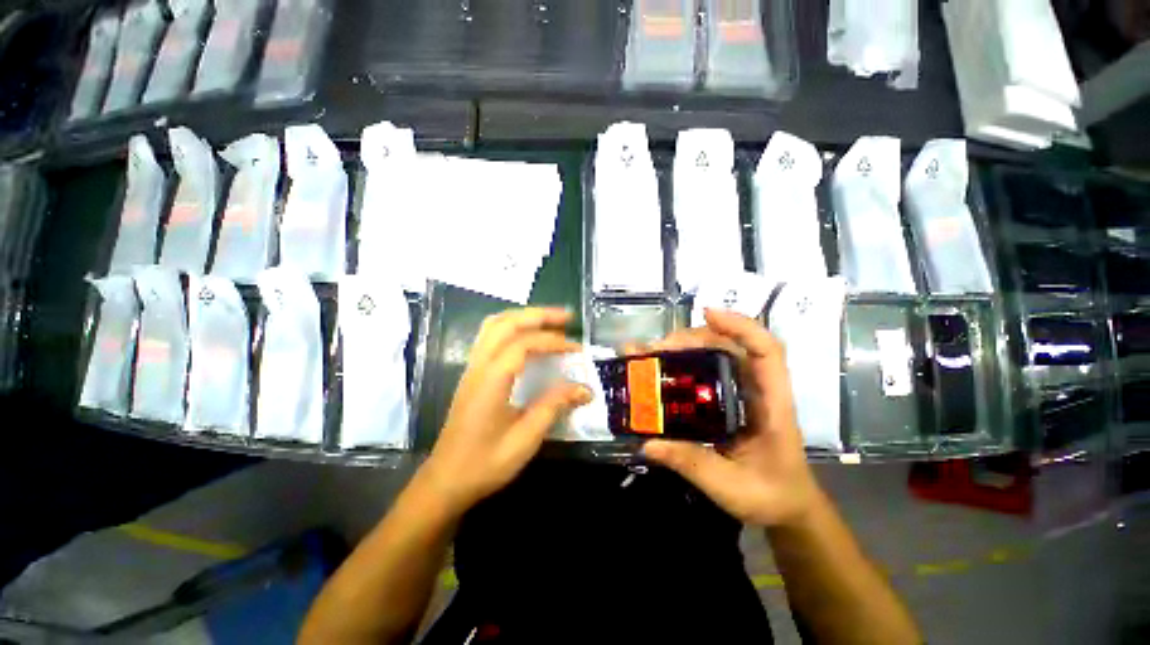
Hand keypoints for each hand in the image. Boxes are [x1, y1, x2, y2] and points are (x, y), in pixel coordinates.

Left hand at [422, 307, 591, 514]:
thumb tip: (585, 388)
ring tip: (549, 322)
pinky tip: (527, 337)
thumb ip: (554, 406)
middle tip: (567, 317)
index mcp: (491, 380)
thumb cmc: (485, 464)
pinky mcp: (472, 373)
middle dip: (539, 315)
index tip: (577, 350)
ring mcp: (472, 367)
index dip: (553, 342)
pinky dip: (512, 327)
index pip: (523, 344)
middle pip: (506, 323)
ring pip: (494, 325)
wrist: (445, 481)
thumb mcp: (525, 439)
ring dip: (523, 317)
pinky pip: (490, 337)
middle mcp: (479, 366)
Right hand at [638, 309, 821, 528]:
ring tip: (650, 353)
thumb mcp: (732, 487)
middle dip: (692, 338)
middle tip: (656, 348)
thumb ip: (692, 465)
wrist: (786, 506)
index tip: (707, 314)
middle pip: (730, 345)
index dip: (741, 326)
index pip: (767, 351)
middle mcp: (756, 388)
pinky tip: (658, 367)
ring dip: (682, 347)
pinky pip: (703, 371)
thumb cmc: (771, 496)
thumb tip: (649, 444)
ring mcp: (739, 391)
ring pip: (714, 354)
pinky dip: (681, 363)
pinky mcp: (724, 398)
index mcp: (772, 404)